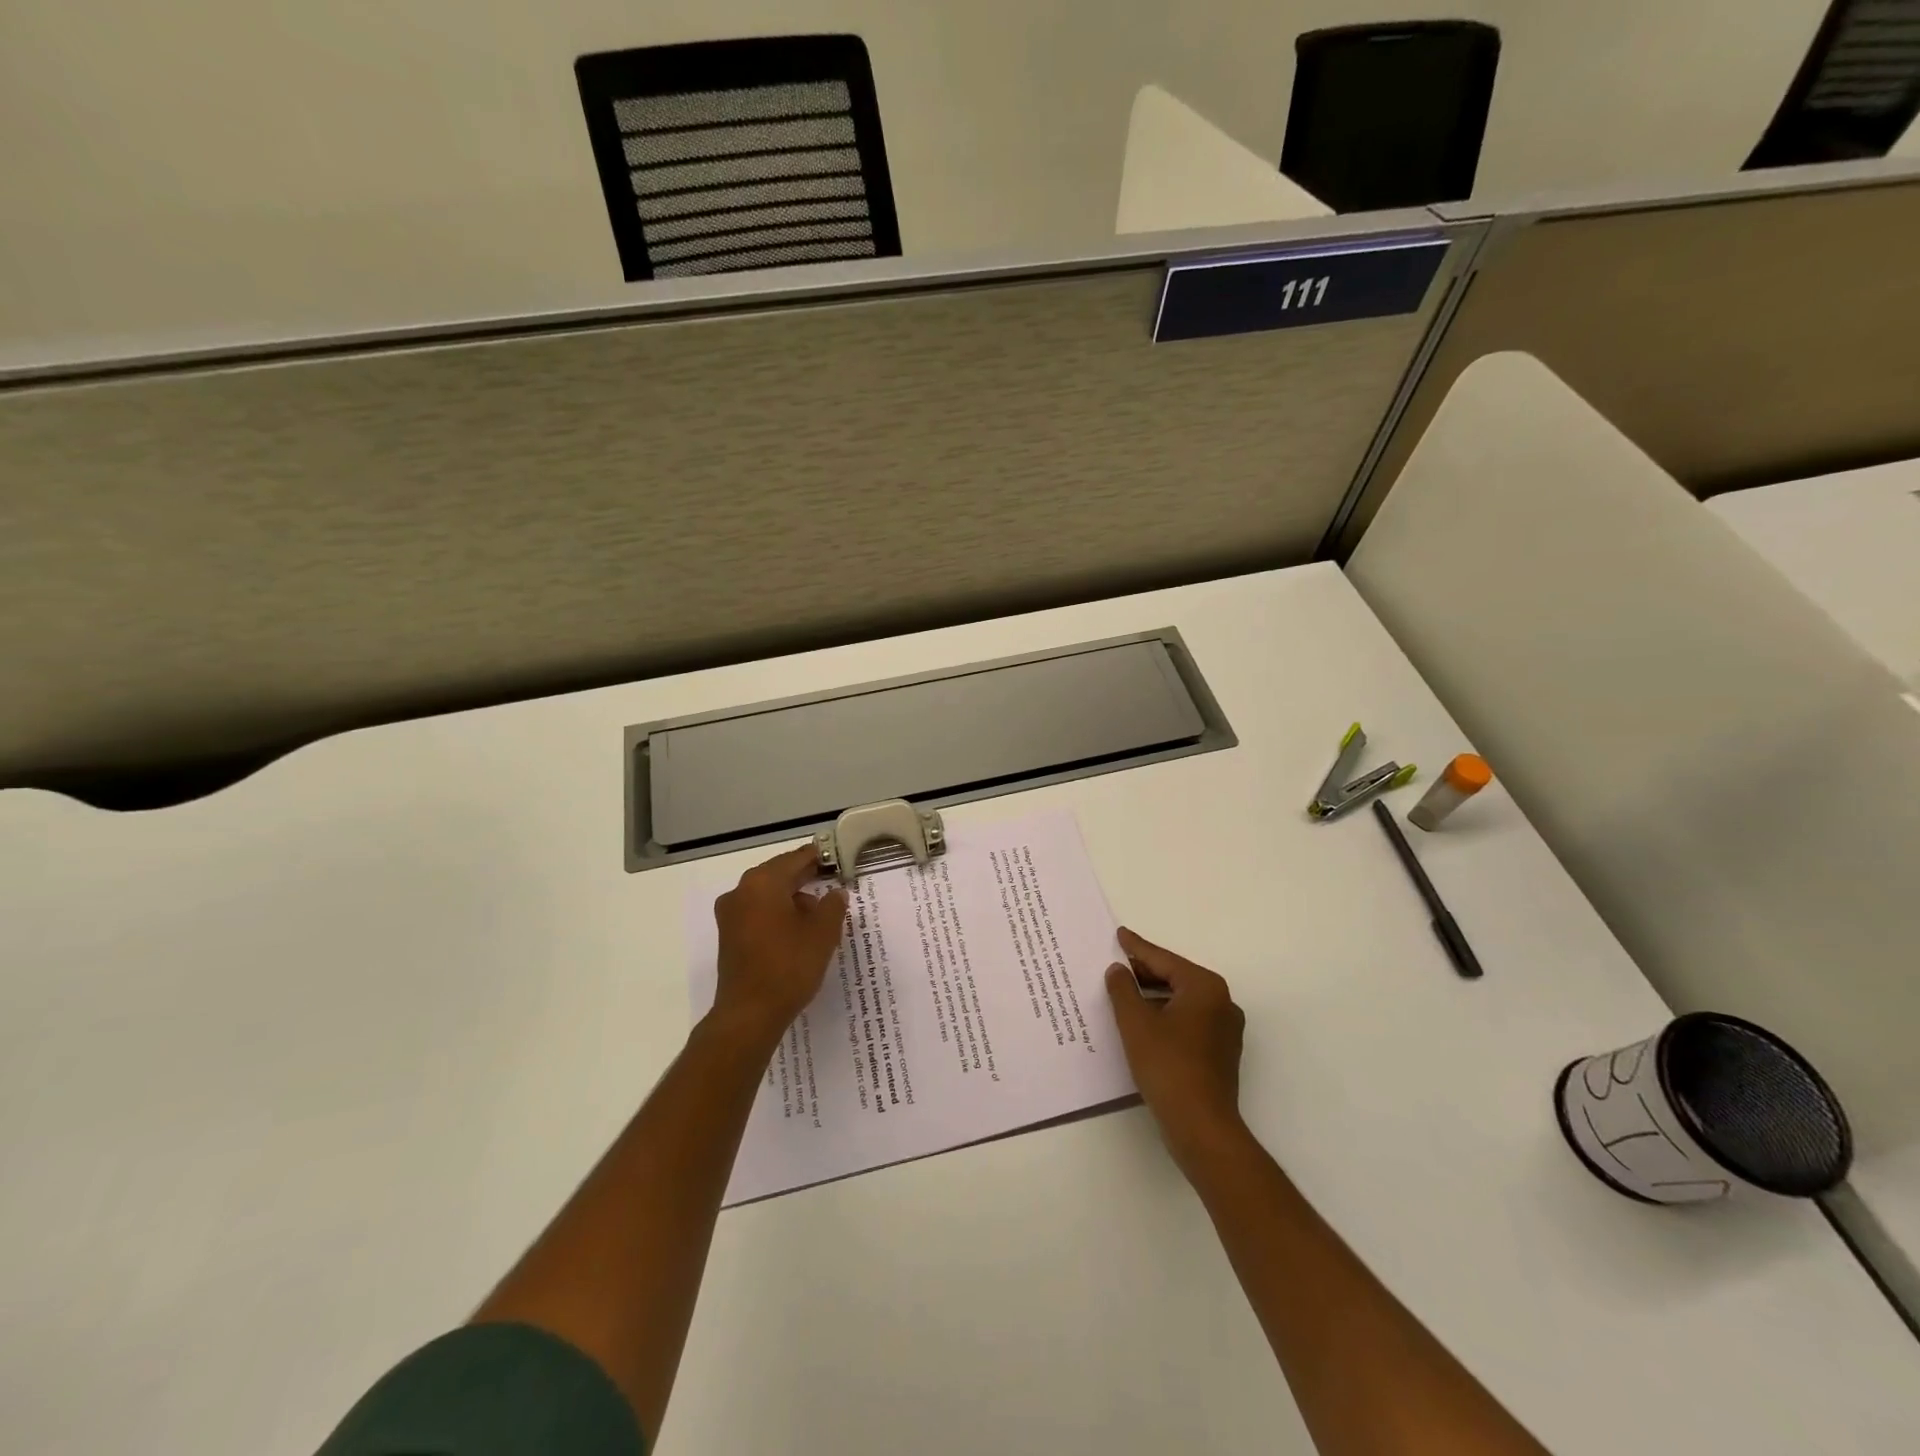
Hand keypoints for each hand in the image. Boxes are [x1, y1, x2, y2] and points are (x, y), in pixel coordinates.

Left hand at [710, 846, 848, 1046]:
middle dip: (805, 878)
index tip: (836, 858)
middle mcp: (741, 891)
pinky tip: (799, 930)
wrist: (749, 1014)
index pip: (795, 859)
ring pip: (767, 895)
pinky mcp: (729, 936)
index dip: (818, 858)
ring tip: (820, 912)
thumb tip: (835, 893)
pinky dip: (778, 914)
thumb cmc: (789, 966)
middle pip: (778, 874)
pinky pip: (758, 913)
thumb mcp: (823, 933)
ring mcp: (731, 915)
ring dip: (792, 898)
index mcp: (762, 882)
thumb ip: (833, 905)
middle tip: (832, 880)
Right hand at [1106, 927, 1247, 1173]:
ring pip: (1181, 1002)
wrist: (1201, 1126)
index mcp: (1205, 987)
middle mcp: (1221, 1002)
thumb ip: (1123, 989)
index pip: (1163, 960)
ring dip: (1152, 997)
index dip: (1137, 948)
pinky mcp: (1220, 1053)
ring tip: (1122, 993)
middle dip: (1144, 973)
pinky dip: (1164, 1017)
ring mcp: (1224, 1030)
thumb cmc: (1167, 1066)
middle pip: (1175, 978)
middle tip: (1115, 965)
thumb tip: (1118, 970)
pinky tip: (1141, 1024)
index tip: (1119, 935)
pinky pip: (1187, 1022)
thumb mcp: (1135, 1022)